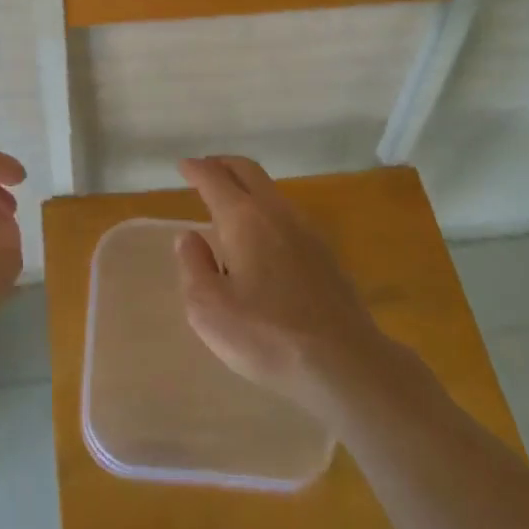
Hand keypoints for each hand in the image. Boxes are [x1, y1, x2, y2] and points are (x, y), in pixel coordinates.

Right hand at [174, 155, 393, 414]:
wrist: (345, 364)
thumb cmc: (267, 336)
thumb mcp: (209, 309)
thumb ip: (193, 266)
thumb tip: (189, 238)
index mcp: (244, 218)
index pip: (214, 179)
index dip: (196, 169)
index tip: (184, 166)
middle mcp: (277, 212)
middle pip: (248, 171)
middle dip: (223, 164)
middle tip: (205, 169)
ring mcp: (307, 231)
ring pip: (271, 192)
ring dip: (246, 187)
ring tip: (229, 205)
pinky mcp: (326, 254)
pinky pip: (287, 215)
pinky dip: (265, 210)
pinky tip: (262, 239)